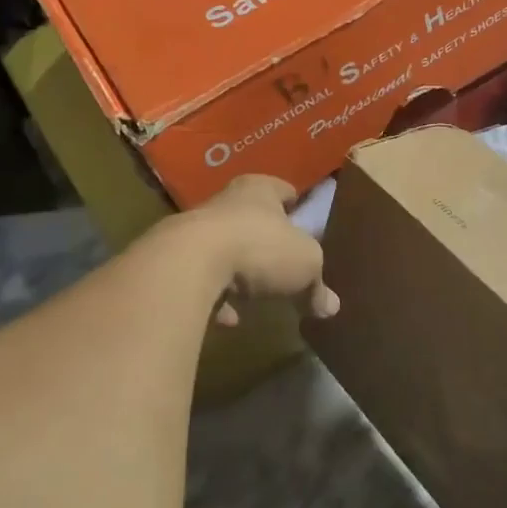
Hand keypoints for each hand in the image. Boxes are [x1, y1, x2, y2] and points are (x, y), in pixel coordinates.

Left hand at [170, 175, 337, 326]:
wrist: (190, 264)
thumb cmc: (260, 247)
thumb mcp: (306, 265)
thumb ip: (318, 284)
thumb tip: (330, 307)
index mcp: (260, 189)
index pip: (284, 189)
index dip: (297, 206)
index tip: (306, 223)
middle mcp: (226, 201)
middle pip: (252, 218)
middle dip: (266, 240)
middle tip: (284, 263)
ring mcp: (196, 230)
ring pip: (225, 248)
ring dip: (239, 270)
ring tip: (254, 297)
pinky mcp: (176, 260)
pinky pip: (203, 279)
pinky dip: (216, 296)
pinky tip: (227, 317)